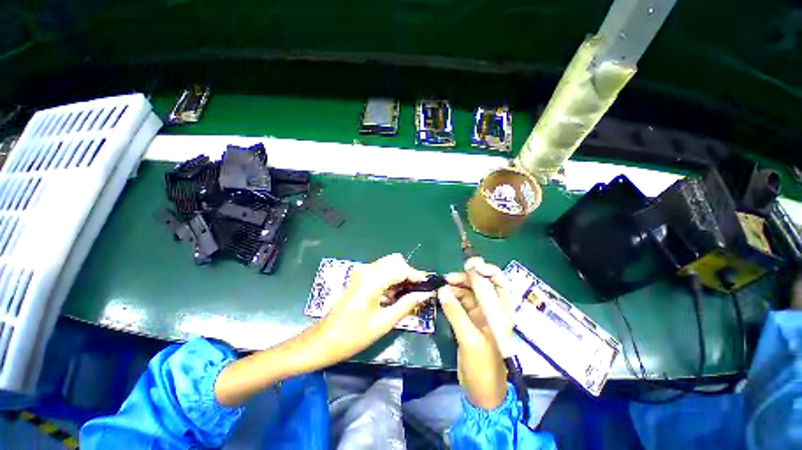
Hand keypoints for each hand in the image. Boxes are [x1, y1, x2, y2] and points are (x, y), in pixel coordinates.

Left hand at [319, 253, 431, 360]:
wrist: (325, 340)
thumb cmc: (354, 335)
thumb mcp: (384, 322)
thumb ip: (406, 305)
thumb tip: (425, 294)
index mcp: (372, 280)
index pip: (401, 269)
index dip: (417, 275)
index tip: (428, 285)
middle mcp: (367, 270)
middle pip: (395, 261)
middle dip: (408, 273)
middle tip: (417, 290)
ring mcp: (362, 272)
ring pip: (388, 263)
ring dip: (400, 274)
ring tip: (408, 293)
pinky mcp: (359, 277)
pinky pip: (381, 270)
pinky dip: (391, 277)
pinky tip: (394, 293)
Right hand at [439, 258, 510, 409]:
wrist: (481, 391)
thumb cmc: (483, 367)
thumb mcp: (470, 339)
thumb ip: (456, 313)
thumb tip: (442, 290)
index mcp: (500, 312)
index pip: (498, 282)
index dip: (486, 270)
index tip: (469, 265)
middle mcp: (491, 309)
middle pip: (480, 284)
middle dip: (465, 277)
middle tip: (447, 278)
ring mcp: (479, 315)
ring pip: (468, 292)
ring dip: (455, 287)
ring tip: (441, 287)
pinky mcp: (469, 320)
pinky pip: (460, 303)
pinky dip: (451, 297)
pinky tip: (441, 296)